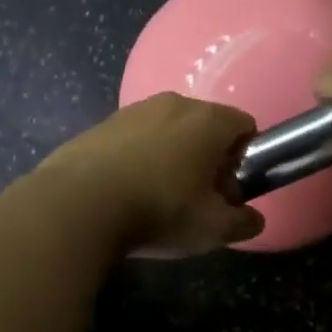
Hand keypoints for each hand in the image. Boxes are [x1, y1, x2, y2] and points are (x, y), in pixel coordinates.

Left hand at [37, 93, 264, 256]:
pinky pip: (134, 137)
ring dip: (171, 156)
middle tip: (195, 198)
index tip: (226, 190)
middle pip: (205, 126)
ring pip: (168, 129)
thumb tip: (253, 219)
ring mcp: (134, 109)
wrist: (79, 204)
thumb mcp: (212, 228)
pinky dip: (138, 157)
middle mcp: (174, 103)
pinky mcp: (102, 123)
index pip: (245, 126)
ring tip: (155, 197)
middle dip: (207, 158)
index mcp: (208, 120)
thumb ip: (243, 223)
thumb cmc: (159, 210)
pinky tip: (124, 191)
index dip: (243, 159)